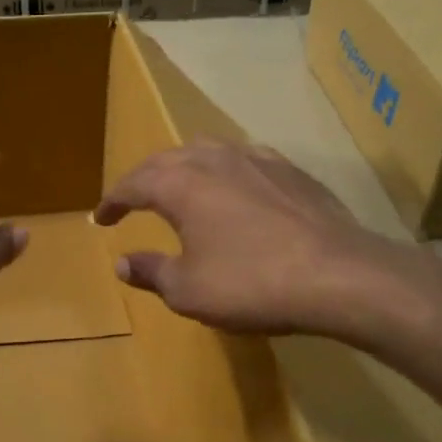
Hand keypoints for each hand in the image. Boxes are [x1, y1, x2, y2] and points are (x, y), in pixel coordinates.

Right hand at [94, 139, 432, 342]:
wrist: (340, 275)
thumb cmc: (251, 284)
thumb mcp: (188, 290)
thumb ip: (150, 272)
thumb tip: (122, 263)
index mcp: (182, 185)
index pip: (134, 183)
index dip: (113, 200)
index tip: (100, 218)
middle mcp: (215, 160)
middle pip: (166, 159)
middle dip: (143, 178)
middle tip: (131, 199)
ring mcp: (257, 160)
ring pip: (207, 150)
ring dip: (182, 167)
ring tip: (177, 184)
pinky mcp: (291, 171)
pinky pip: (243, 160)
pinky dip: (223, 170)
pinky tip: (233, 187)